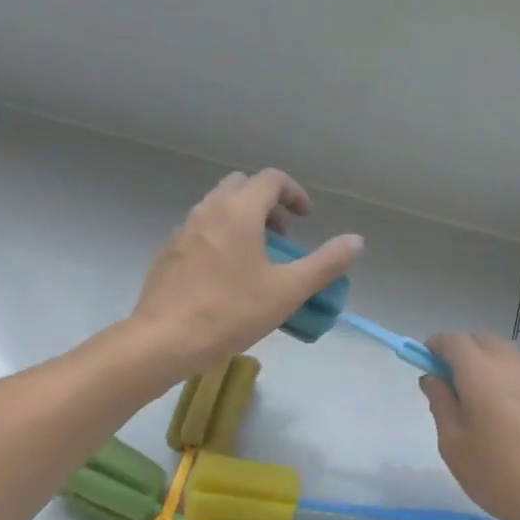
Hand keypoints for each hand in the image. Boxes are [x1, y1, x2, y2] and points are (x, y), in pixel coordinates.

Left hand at [132, 170, 361, 376]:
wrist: (164, 340)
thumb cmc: (230, 312)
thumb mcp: (288, 291)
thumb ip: (325, 263)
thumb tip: (356, 241)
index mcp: (239, 211)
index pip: (271, 180)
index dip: (295, 193)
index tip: (306, 219)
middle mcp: (208, 210)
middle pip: (242, 186)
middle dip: (267, 204)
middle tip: (282, 237)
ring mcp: (183, 230)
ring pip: (217, 207)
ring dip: (243, 220)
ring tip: (257, 258)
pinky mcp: (168, 252)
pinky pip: (200, 230)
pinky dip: (220, 236)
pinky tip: (225, 276)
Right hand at [420, 334, 519, 519]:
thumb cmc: (498, 475)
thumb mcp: (453, 444)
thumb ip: (441, 403)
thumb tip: (433, 378)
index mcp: (481, 373)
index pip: (454, 341)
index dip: (436, 347)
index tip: (427, 363)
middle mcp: (513, 366)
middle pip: (484, 340)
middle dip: (464, 351)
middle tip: (452, 383)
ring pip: (510, 354)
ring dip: (491, 362)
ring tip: (483, 398)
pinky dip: (514, 380)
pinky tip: (514, 415)